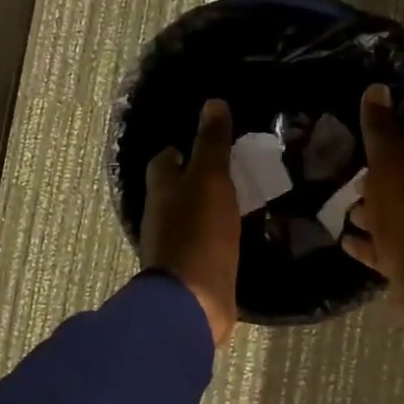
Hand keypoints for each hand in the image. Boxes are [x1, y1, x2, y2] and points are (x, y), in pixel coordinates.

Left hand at [139, 98, 239, 347]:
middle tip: (231, 167)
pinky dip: (219, 234)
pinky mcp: (194, 270)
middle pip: (176, 189)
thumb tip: (213, 103)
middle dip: (197, 177)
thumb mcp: (209, 180)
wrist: (195, 300)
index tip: (207, 140)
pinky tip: (240, 231)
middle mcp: (162, 216)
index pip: (165, 160)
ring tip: (242, 196)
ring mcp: (176, 246)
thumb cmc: (198, 233)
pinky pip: (207, 244)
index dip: (182, 148)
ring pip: (192, 217)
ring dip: (209, 207)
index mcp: (161, 190)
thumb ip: (211, 144)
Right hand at [341, 84, 403, 330]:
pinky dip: (362, 243)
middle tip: (342, 173)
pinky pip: (377, 249)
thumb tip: (377, 87)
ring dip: (366, 212)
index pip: (400, 153)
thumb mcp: (390, 165)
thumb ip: (381, 131)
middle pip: (393, 187)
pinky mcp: (400, 264)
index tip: (356, 138)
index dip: (381, 145)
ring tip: (339, 206)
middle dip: (371, 180)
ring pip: (385, 219)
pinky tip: (343, 240)